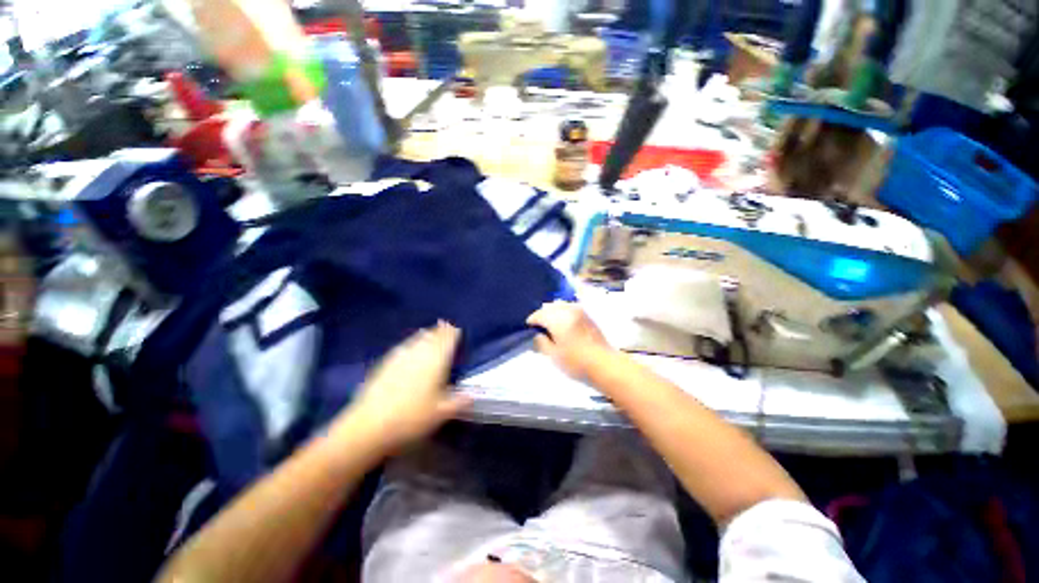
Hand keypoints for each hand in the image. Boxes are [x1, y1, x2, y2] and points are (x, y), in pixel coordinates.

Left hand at [335, 321, 471, 452]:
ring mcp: (400, 357)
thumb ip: (460, 401)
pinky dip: (410, 343)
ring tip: (429, 332)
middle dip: (440, 331)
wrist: (370, 425)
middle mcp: (419, 353)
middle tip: (445, 325)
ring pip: (416, 339)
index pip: (447, 340)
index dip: (453, 333)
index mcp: (436, 361)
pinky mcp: (385, 364)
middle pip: (432, 337)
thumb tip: (473, 394)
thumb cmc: (412, 418)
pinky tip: (408, 346)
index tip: (457, 329)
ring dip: (425, 334)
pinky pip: (402, 347)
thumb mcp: (442, 413)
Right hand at [526, 301, 613, 379]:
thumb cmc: (576, 362)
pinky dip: (563, 313)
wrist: (605, 364)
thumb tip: (537, 334)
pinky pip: (570, 308)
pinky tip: (563, 324)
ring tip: (551, 326)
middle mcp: (567, 310)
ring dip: (553, 313)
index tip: (528, 328)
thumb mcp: (553, 355)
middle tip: (539, 328)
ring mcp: (579, 311)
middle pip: (549, 307)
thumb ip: (541, 342)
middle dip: (542, 315)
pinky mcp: (587, 315)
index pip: (539, 314)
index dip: (532, 321)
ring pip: (560, 305)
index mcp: (557, 319)